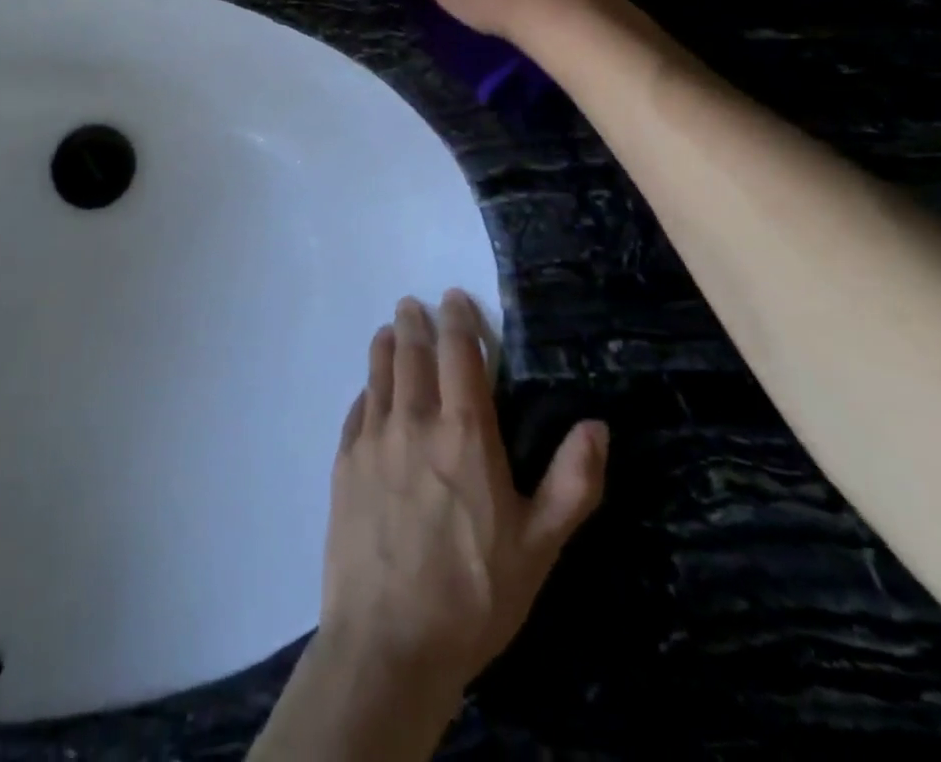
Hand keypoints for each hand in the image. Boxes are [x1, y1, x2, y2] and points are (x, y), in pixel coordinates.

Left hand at [321, 290, 608, 693]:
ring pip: (379, 373)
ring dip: (385, 345)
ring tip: (389, 330)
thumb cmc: (473, 595)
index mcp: (463, 433)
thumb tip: (597, 425)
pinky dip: (366, 389)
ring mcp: (372, 439)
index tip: (453, 298)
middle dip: (414, 323)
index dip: (457, 321)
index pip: (459, 355)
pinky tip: (369, 390)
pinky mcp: (344, 463)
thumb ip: (572, 483)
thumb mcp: (539, 547)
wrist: (388, 641)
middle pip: (410, 353)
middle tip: (413, 304)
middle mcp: (413, 421)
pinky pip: (356, 409)